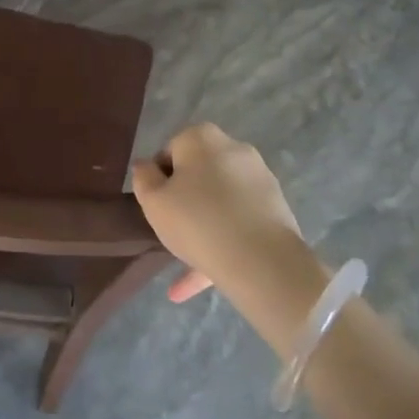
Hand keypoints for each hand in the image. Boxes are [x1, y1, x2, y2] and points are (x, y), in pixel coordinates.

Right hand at [129, 124, 304, 303]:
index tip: (158, 208)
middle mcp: (233, 148)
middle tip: (172, 233)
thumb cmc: (197, 222)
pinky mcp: (275, 207)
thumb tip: (146, 166)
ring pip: (219, 203)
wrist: (262, 261)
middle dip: (184, 203)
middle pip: (198, 175)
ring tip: (183, 270)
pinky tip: (202, 280)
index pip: (170, 153)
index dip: (159, 182)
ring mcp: (258, 178)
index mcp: (201, 138)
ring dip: (202, 228)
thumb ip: (143, 178)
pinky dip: (222, 243)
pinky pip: (240, 222)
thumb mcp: (154, 201)